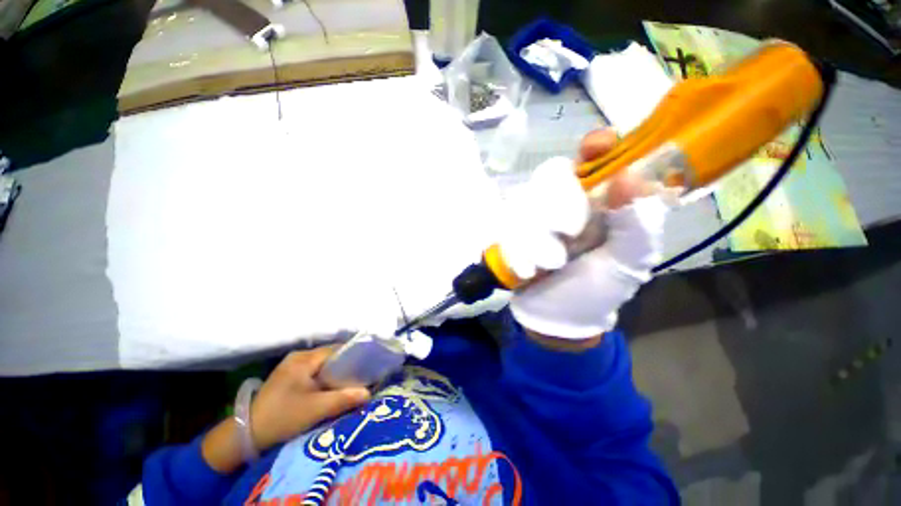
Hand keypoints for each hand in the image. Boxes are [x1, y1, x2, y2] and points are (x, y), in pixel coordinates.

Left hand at [202, 346, 370, 472]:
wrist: (246, 434)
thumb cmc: (282, 417)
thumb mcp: (316, 409)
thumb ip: (344, 398)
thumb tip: (369, 393)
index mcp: (304, 358)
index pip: (336, 350)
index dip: (353, 357)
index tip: (367, 366)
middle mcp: (298, 357)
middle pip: (330, 357)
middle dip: (345, 367)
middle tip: (360, 378)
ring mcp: (291, 367)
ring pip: (322, 366)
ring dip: (334, 374)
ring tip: (348, 384)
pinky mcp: (288, 378)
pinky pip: (314, 373)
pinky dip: (324, 379)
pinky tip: (329, 390)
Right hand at [504, 128, 669, 347]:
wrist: (553, 316)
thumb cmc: (596, 292)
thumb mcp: (628, 265)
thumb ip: (639, 225)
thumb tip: (630, 176)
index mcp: (604, 204)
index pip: (601, 158)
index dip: (598, 146)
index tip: (594, 147)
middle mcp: (569, 203)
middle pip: (555, 173)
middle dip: (559, 201)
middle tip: (567, 235)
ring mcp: (538, 215)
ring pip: (528, 197)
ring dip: (538, 232)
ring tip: (551, 262)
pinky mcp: (514, 229)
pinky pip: (509, 221)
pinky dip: (518, 244)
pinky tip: (529, 266)